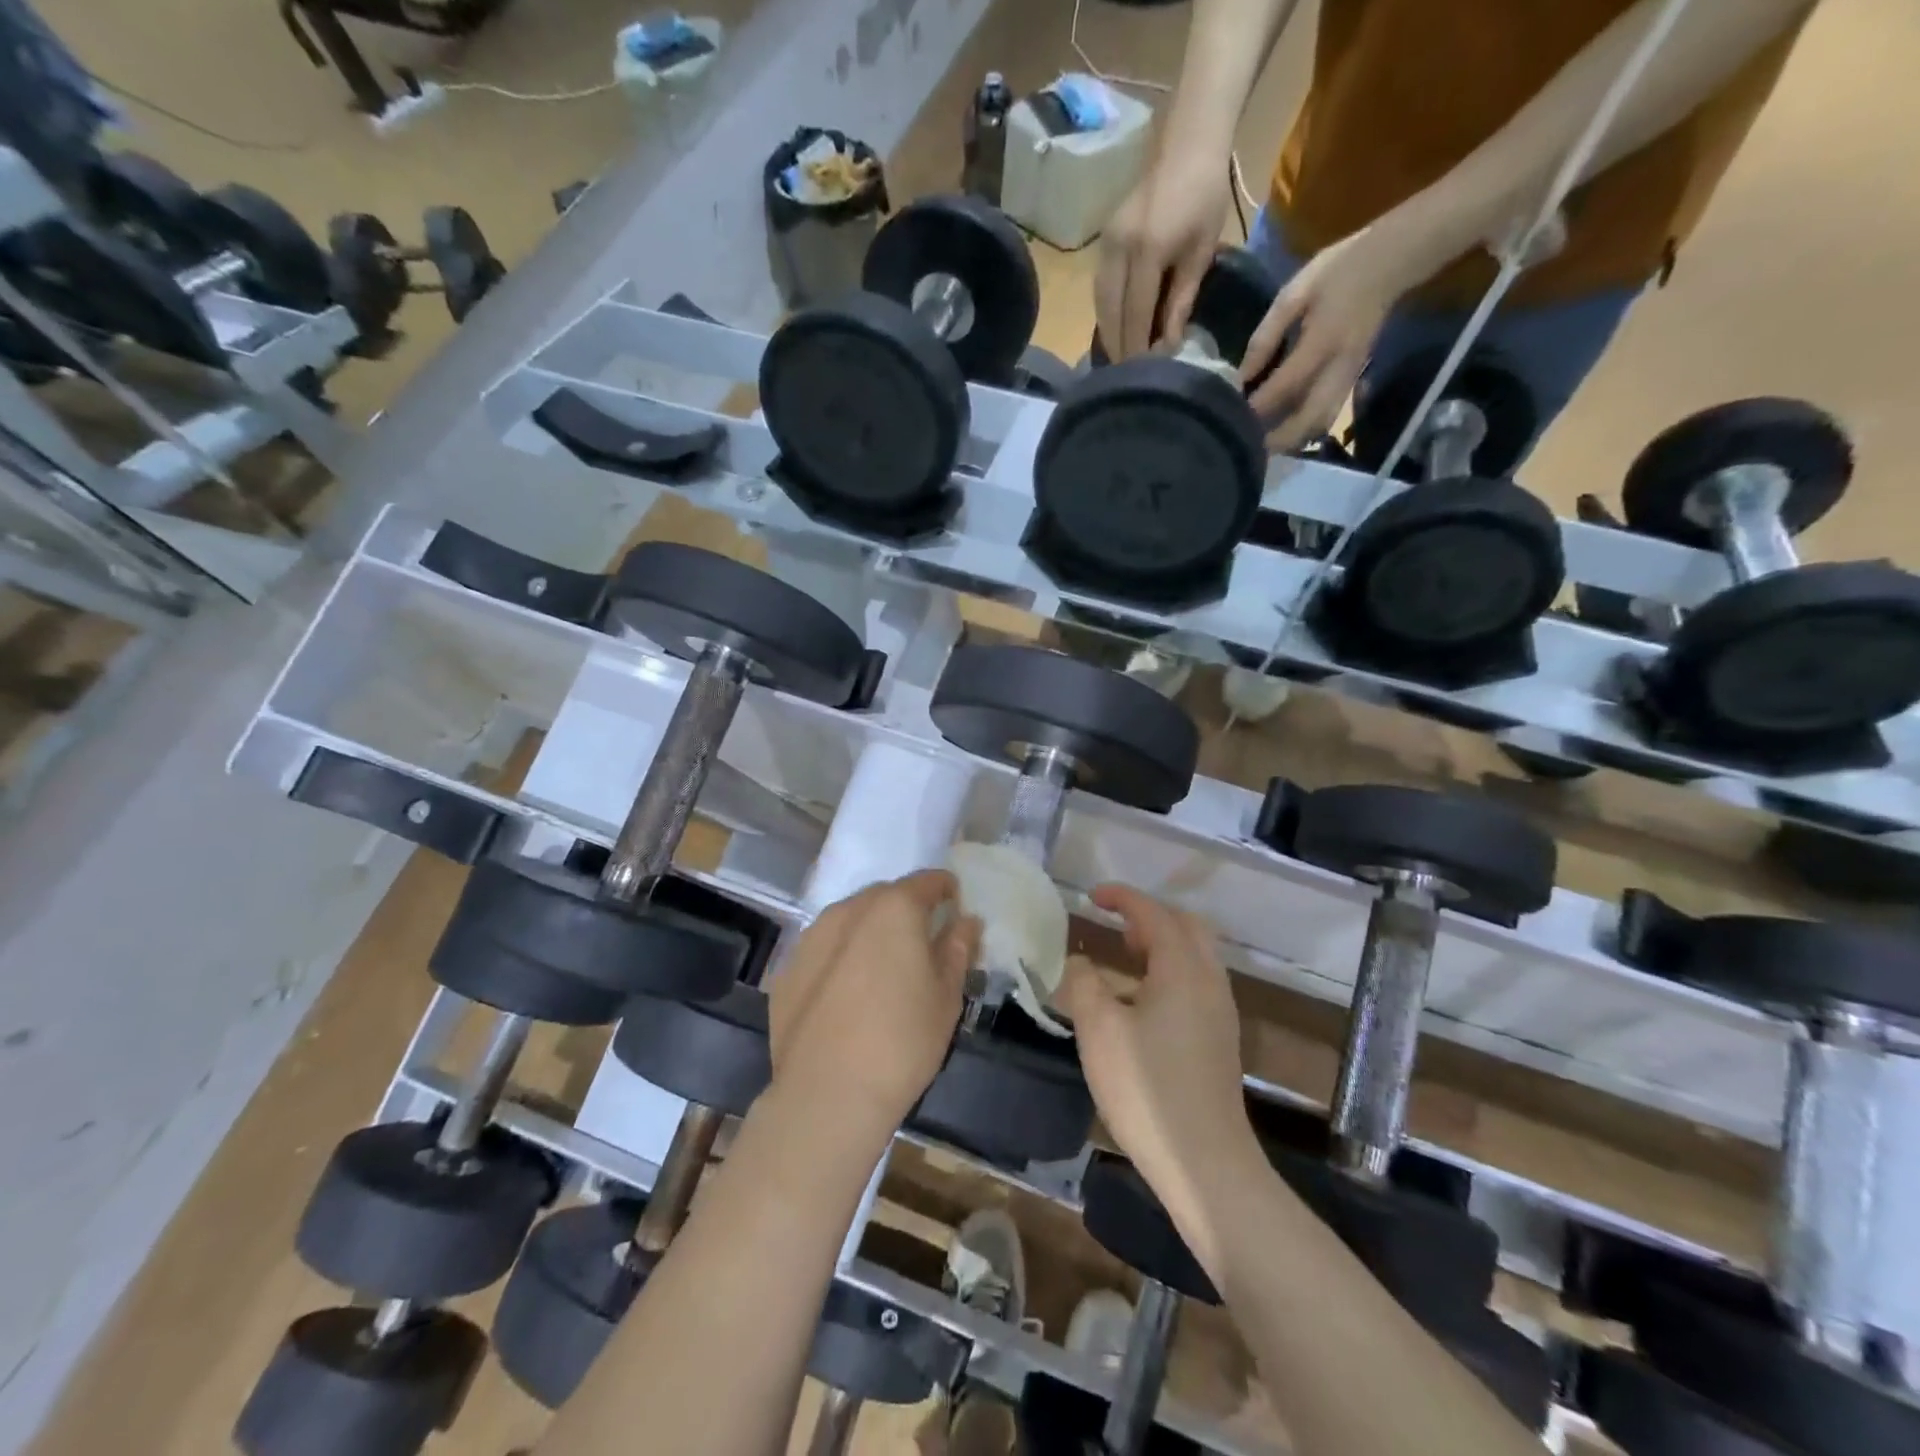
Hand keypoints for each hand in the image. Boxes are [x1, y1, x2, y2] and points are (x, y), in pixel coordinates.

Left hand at [768, 871, 980, 1136]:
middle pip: (886, 896)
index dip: (946, 891)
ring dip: (870, 933)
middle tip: (922, 947)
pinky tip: (848, 996)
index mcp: (894, 908)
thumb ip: (957, 948)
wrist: (827, 1095)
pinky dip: (840, 959)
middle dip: (906, 911)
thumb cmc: (903, 1041)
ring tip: (883, 971)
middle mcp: (849, 909)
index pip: (928, 881)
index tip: (955, 911)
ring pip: (851, 920)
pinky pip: (824, 950)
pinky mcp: (787, 969)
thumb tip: (966, 920)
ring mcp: (812, 937)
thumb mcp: (947, 996)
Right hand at [1059, 885, 1261, 1274]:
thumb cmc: (1147, 1089)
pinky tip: (1142, 1002)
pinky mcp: (1220, 1039)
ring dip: (1161, 944)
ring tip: (1124, 958)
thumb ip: (1085, 985)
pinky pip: (1196, 982)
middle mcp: (1209, 981)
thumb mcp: (1099, 1031)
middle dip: (1149, 916)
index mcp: (1182, 969)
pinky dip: (1170, 971)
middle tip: (1115, 926)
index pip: (1153, 914)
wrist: (1206, 1163)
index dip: (1123, 898)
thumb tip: (1081, 964)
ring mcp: (1220, 1012)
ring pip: (1195, 956)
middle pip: (1186, 927)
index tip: (1093, 896)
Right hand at [1094, 152, 1234, 360]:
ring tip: (1120, 359)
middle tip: (1127, 378)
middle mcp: (1119, 251)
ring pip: (1100, 304)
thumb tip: (1169, 345)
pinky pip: (1099, 289)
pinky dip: (1105, 314)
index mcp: (1147, 252)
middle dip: (1119, 347)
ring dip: (1108, 334)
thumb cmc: (1205, 195)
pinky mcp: (1103, 242)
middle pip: (1111, 314)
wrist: (1187, 142)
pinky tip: (1115, 329)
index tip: (1142, 375)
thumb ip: (1181, 301)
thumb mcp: (1201, 253)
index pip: (1136, 314)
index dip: (1137, 347)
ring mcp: (1106, 245)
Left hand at [1242, 220, 1430, 453]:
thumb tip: (1241, 375)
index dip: (1257, 407)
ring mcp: (1349, 377)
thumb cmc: (1337, 271)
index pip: (1284, 387)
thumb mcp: (1293, 294)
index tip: (1230, 419)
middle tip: (1246, 445)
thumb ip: (1266, 336)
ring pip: (1319, 425)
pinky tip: (1283, 431)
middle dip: (1275, 439)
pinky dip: (1305, 430)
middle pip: (1306, 420)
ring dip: (1291, 441)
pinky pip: (1328, 416)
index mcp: (1321, 342)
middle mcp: (1338, 368)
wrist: (1391, 263)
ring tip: (1262, 445)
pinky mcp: (1353, 380)